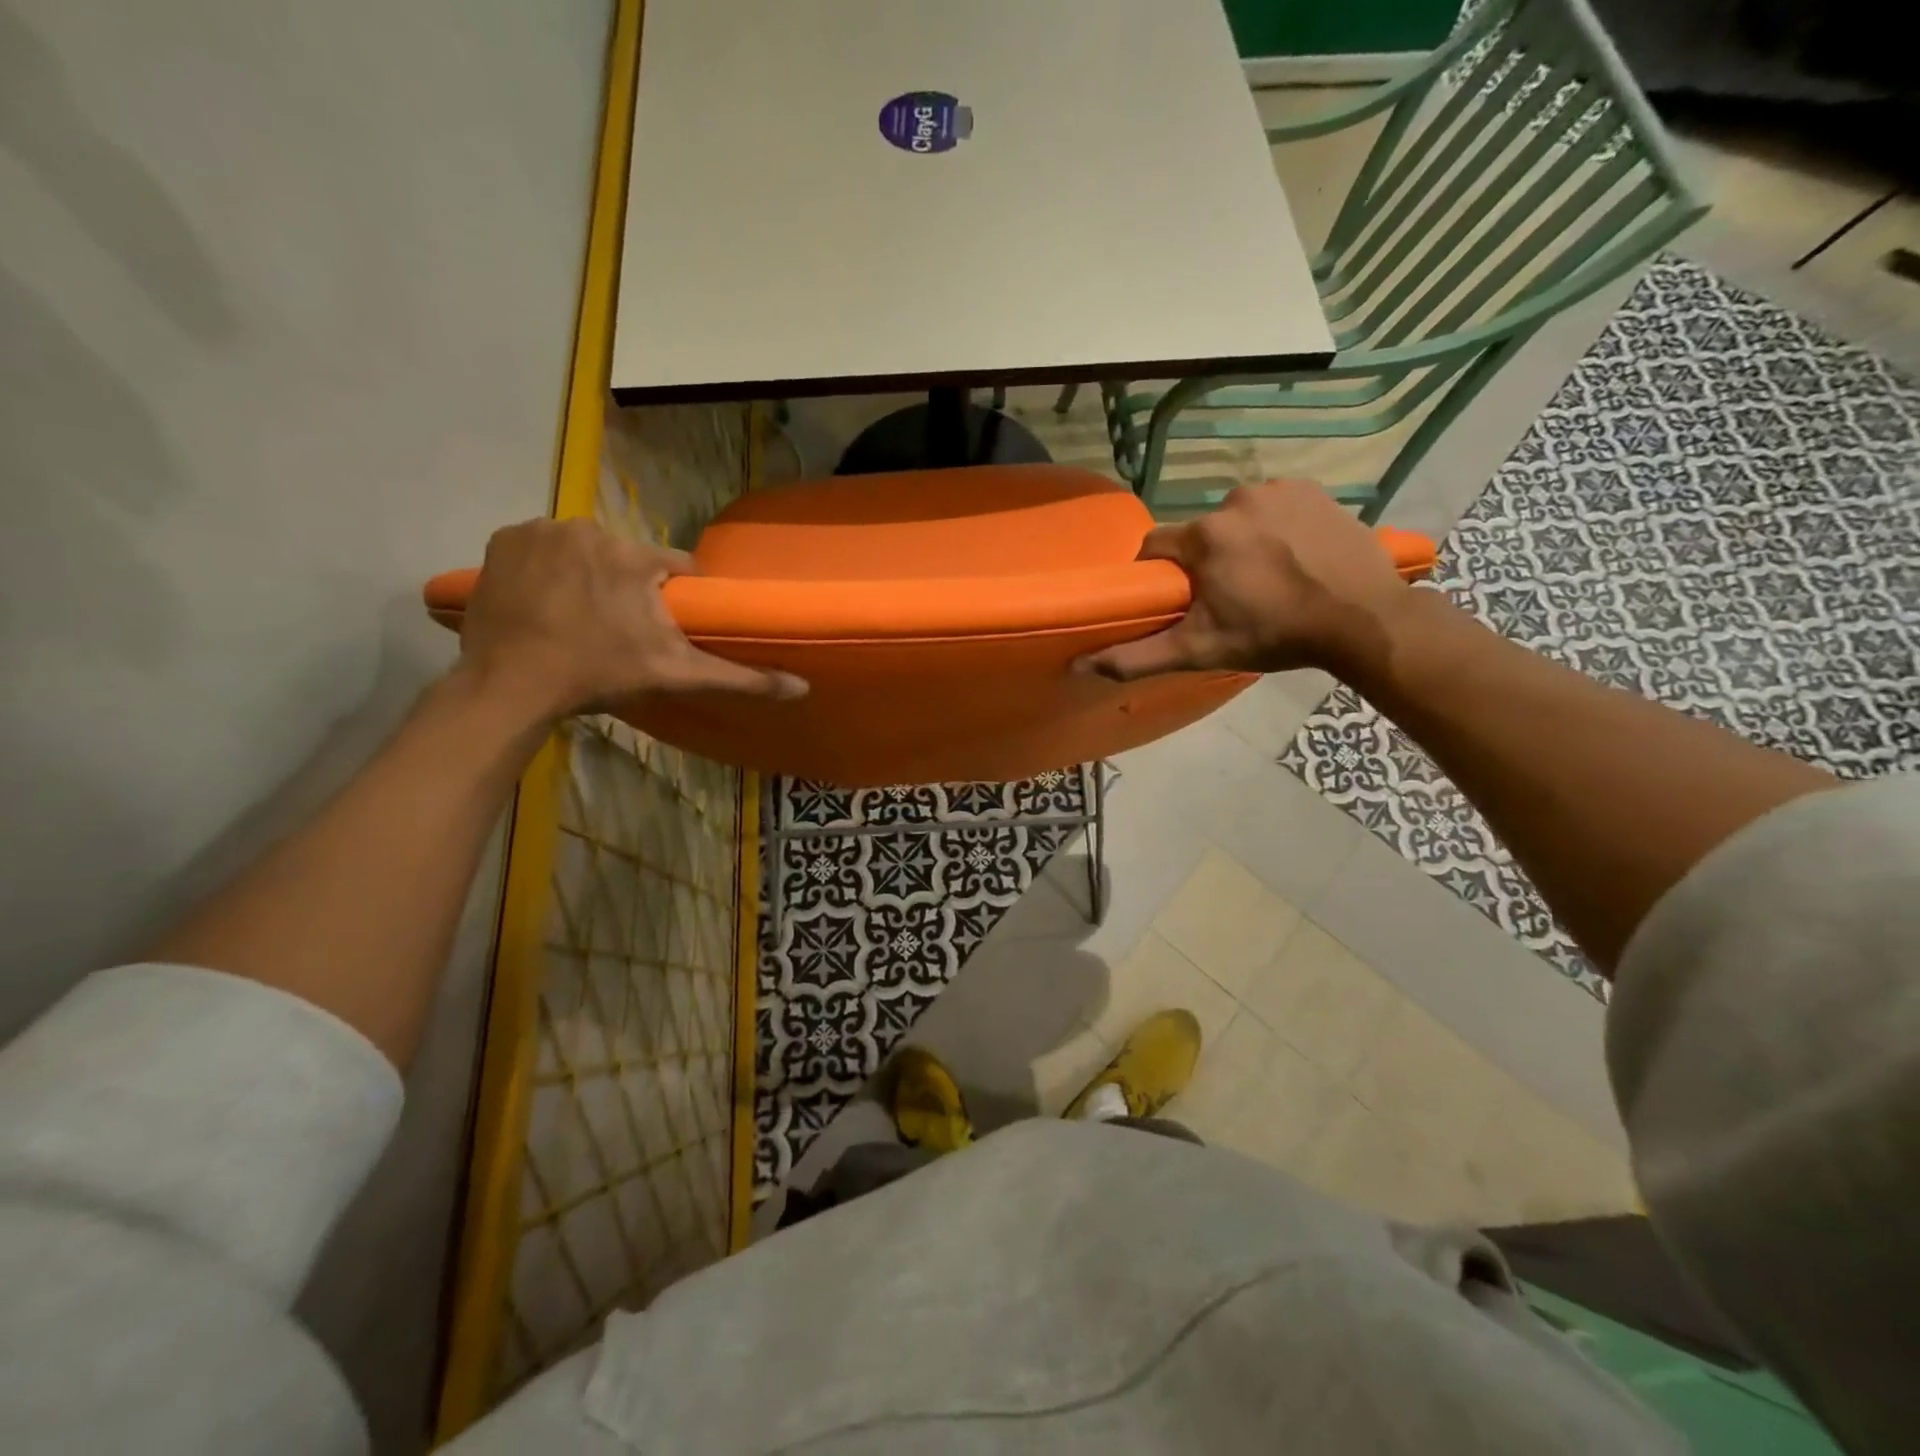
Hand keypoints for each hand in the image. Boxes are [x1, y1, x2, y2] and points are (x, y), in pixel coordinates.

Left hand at [455, 518, 807, 719]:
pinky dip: (547, 570)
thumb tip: (802, 688)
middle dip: (628, 589)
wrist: (510, 684)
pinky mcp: (503, 540)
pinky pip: (542, 548)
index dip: (676, 600)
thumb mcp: (676, 676)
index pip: (676, 569)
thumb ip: (740, 678)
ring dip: (588, 578)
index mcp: (635, 556)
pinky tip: (545, 604)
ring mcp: (541, 530)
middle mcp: (590, 529)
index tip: (665, 628)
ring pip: (586, 552)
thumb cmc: (600, 675)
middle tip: (618, 632)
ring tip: (579, 620)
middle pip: (628, 559)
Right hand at [1078, 481, 1413, 681]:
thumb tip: (1078, 666)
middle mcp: (1234, 501)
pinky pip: (1273, 505)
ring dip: (1240, 542)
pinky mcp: (1310, 488)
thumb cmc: (1275, 635)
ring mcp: (1276, 489)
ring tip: (1266, 577)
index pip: (1156, 547)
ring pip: (1235, 518)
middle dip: (1205, 562)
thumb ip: (1137, 657)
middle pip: (1199, 534)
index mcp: (1204, 537)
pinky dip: (1274, 526)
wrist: (1363, 617)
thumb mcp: (1200, 651)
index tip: (1180, 599)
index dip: (1161, 575)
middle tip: (1231, 597)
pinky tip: (1293, 554)